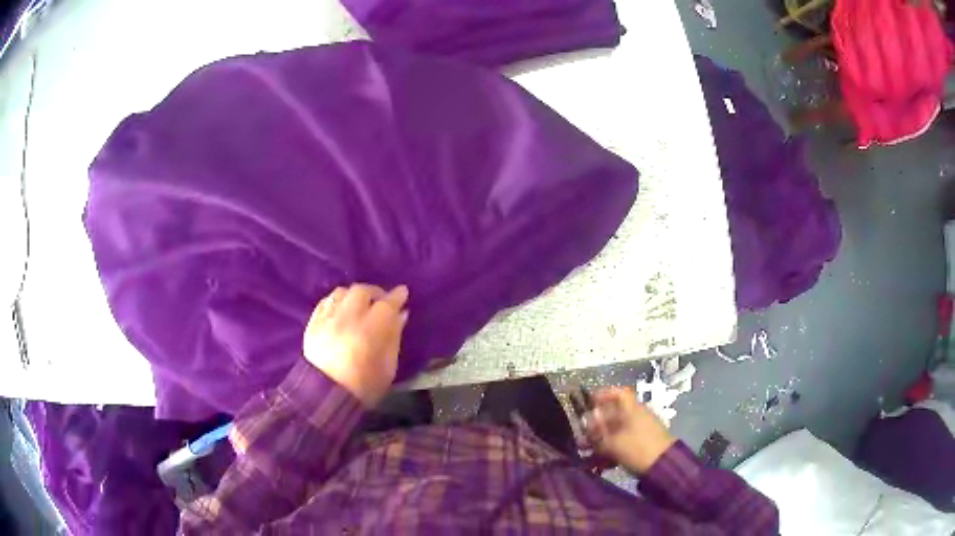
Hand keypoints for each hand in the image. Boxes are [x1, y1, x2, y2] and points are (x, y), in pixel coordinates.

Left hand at [302, 284, 408, 406]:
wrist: (327, 397)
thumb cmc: (364, 386)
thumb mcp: (388, 366)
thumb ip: (394, 337)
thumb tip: (401, 315)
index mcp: (370, 330)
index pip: (387, 304)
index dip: (396, 296)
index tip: (403, 293)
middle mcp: (347, 318)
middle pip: (362, 291)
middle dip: (374, 293)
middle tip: (380, 301)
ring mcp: (328, 319)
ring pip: (342, 293)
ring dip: (354, 295)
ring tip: (359, 305)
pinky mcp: (313, 323)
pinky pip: (326, 302)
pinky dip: (336, 301)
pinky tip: (341, 309)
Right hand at [584, 387, 675, 474]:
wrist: (663, 466)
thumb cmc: (638, 448)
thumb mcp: (614, 442)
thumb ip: (598, 432)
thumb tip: (586, 418)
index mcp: (632, 409)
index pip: (619, 393)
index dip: (604, 394)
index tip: (589, 401)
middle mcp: (636, 416)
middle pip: (614, 413)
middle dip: (596, 423)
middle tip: (582, 433)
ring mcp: (639, 430)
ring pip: (616, 429)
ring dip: (600, 438)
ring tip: (586, 449)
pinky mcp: (640, 444)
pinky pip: (621, 441)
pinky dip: (609, 448)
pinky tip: (598, 460)